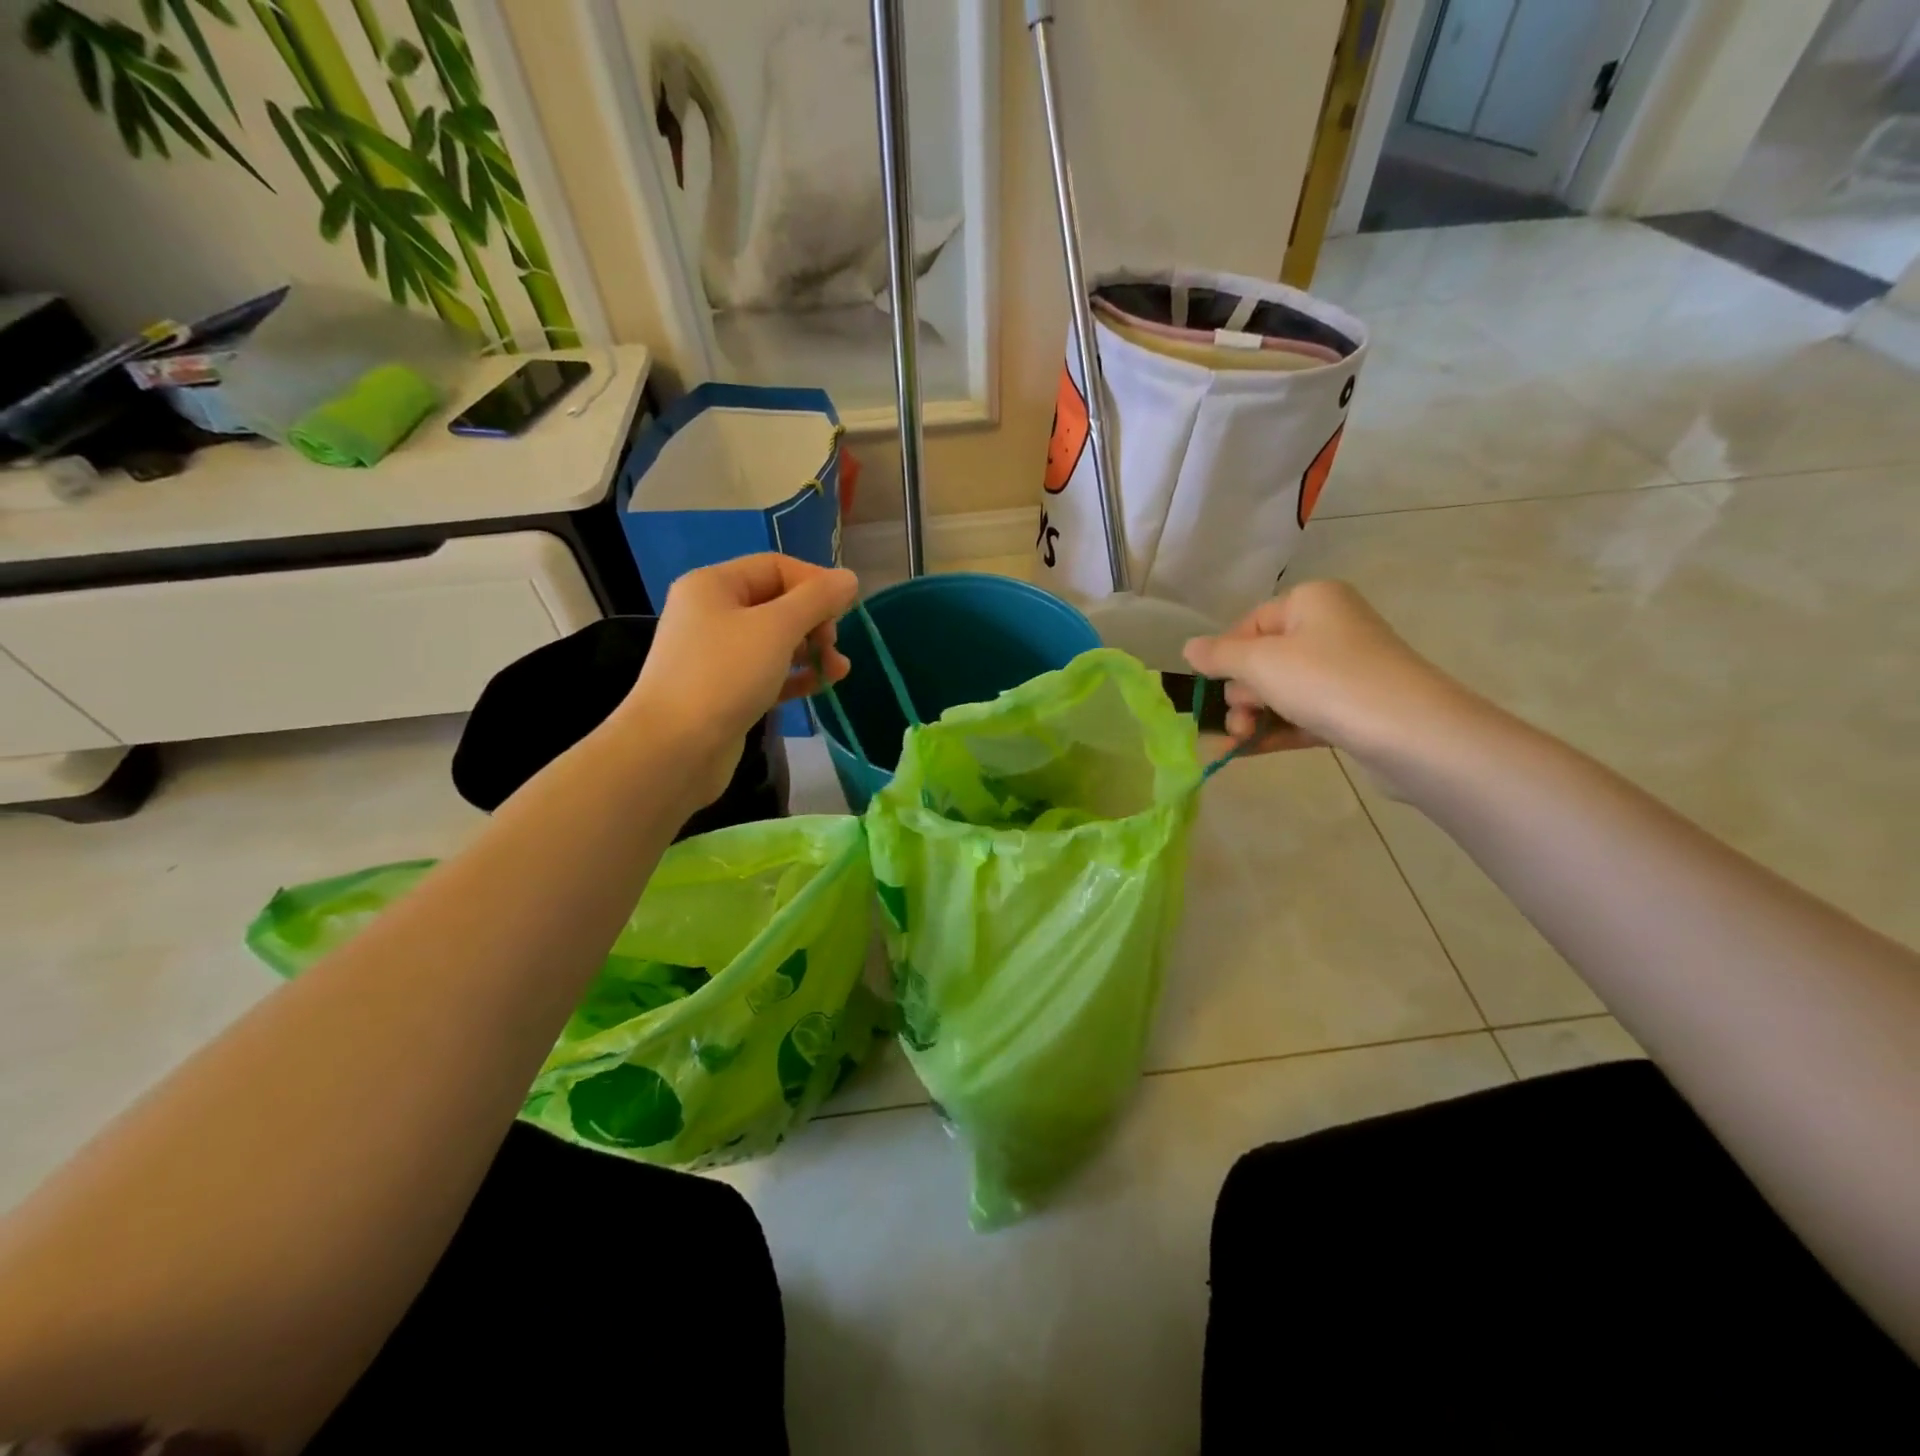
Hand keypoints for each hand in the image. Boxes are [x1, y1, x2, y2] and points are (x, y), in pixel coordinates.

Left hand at [617, 555, 858, 807]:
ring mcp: (717, 655)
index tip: (846, 610)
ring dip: (811, 651)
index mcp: (714, 585)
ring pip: (776, 642)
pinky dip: (795, 676)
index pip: (776, 567)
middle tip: (833, 646)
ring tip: (838, 672)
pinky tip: (820, 686)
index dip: (815, 582)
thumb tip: (849, 578)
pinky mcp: (725, 692)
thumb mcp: (776, 628)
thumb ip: (816, 600)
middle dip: (815, 622)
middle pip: (778, 604)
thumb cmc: (724, 675)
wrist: (674, 749)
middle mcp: (712, 614)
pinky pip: (768, 673)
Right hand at [1182, 580, 1477, 765]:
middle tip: (1241, 717)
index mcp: (1311, 601)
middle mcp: (1331, 628)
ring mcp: (1345, 670)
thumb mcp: (1260, 663)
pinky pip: (1302, 715)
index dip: (1226, 656)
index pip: (1250, 623)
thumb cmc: (1328, 681)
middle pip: (1264, 659)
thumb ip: (1219, 655)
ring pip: (1281, 691)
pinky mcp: (1354, 709)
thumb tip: (1189, 648)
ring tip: (1239, 741)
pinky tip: (1245, 753)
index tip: (1212, 686)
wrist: (1412, 733)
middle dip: (1243, 692)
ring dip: (1254, 716)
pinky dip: (1275, 731)